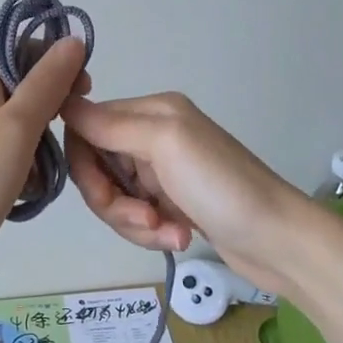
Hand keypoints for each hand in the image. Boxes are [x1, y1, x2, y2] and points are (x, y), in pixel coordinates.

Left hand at [0, 40, 89, 291]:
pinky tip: (26, 189)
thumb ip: (47, 82)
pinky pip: (10, 151)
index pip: (24, 47)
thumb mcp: (16, 127)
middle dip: (52, 110)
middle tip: (64, 139)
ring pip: (22, 122)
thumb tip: (73, 39)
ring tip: (40, 173)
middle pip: (25, 85)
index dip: (58, 63)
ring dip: (40, 144)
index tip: (84, 92)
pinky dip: (25, 166)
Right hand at [62, 91, 304, 289]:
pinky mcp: (171, 203)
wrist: (280, 241)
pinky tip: (179, 237)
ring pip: (114, 196)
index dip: (84, 164)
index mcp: (150, 111)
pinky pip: (136, 215)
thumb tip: (62, 101)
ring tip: (168, 232)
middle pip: (97, 167)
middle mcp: (152, 135)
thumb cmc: (222, 186)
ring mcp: (162, 171)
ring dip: (133, 222)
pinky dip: (151, 231)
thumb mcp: (165, 144)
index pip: (86, 128)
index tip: (103, 193)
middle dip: (111, 201)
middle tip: (143, 219)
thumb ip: (110, 124)